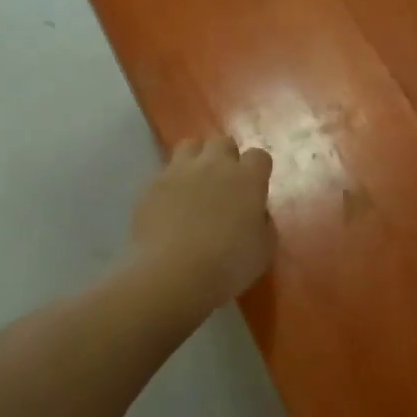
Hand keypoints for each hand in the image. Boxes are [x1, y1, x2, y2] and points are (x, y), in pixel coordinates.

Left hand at [126, 135, 274, 307]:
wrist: (173, 274)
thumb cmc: (228, 265)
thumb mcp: (263, 250)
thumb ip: (264, 224)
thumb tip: (256, 214)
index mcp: (247, 179)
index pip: (259, 156)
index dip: (257, 170)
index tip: (254, 188)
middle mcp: (214, 165)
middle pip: (223, 143)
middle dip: (226, 158)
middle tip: (224, 184)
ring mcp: (179, 171)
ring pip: (190, 146)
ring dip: (196, 159)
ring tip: (194, 183)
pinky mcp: (152, 184)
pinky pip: (164, 172)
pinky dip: (170, 183)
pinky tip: (169, 205)